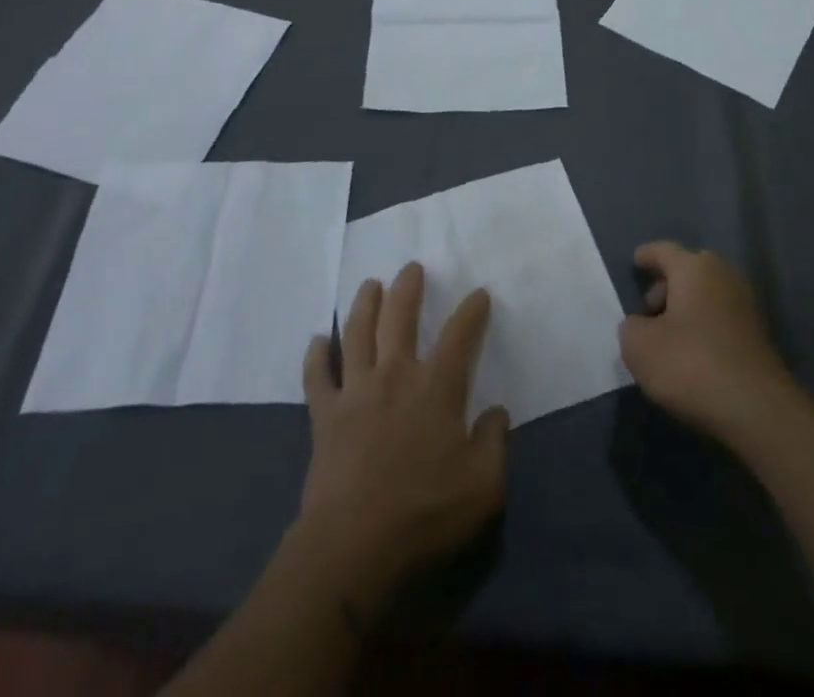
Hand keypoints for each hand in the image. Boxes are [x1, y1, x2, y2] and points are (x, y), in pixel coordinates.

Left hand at [295, 263, 508, 605]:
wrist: (352, 546)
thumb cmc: (423, 513)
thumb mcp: (482, 487)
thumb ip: (494, 443)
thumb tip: (497, 413)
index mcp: (436, 388)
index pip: (459, 335)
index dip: (472, 311)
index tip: (479, 293)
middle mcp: (395, 375)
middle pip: (400, 317)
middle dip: (408, 288)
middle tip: (411, 267)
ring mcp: (356, 391)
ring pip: (357, 333)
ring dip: (364, 304)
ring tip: (370, 284)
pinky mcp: (325, 415)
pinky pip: (317, 375)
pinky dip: (316, 355)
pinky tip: (318, 340)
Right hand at [620, 241, 795, 446]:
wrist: (758, 410)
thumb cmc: (691, 365)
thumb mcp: (639, 347)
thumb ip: (631, 327)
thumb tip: (642, 325)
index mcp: (694, 267)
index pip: (663, 251)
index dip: (646, 256)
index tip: (635, 262)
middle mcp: (723, 275)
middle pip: (687, 271)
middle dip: (665, 287)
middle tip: (646, 312)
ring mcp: (745, 304)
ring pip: (705, 295)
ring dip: (685, 310)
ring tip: (666, 339)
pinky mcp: (758, 334)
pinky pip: (720, 318)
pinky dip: (703, 327)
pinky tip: (692, 355)